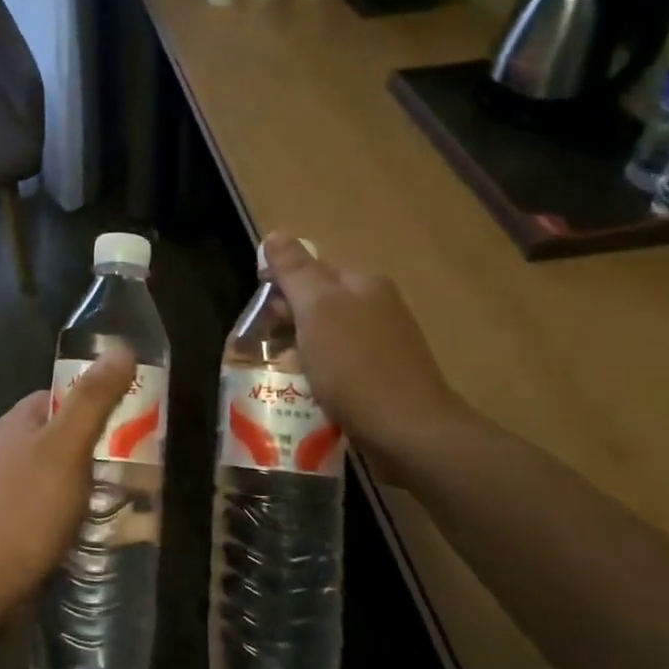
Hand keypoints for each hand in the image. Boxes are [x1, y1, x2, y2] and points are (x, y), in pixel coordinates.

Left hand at [0, 349, 135, 626]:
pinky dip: (69, 509)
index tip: (128, 418)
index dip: (93, 402)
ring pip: (54, 472)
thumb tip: (121, 348)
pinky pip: (46, 504)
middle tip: (132, 461)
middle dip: (94, 445)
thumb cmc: (28, 507)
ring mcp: (2, 488)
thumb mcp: (68, 447)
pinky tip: (91, 525)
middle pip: (58, 434)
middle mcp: (4, 449)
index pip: (59, 396)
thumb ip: (93, 399)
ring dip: (85, 480)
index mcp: (14, 423)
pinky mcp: (7, 523)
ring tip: (121, 496)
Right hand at [262, 233, 475, 480]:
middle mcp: (378, 306)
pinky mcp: (385, 378)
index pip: (311, 269)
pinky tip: (309, 392)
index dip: (280, 287)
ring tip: (281, 374)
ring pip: (327, 336)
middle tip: (264, 348)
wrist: (410, 433)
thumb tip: (276, 235)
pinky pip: (341, 365)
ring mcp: (385, 344)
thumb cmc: (356, 366)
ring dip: (301, 351)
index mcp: (363, 283)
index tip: (259, 315)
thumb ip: (295, 271)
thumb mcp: (317, 310)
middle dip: (288, 321)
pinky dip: (321, 374)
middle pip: (319, 303)